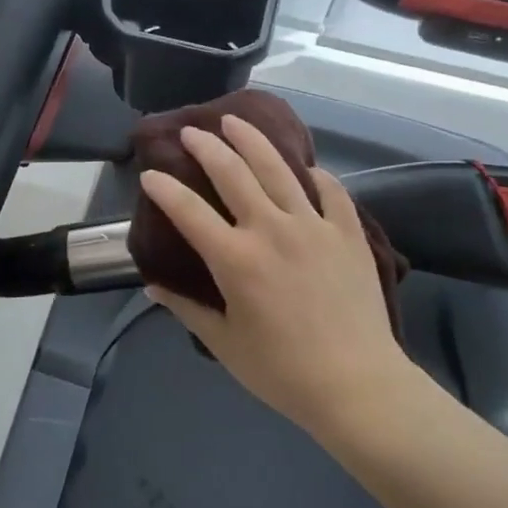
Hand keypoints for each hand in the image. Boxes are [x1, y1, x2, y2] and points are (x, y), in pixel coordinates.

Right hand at [139, 115, 407, 437]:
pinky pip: (330, 190)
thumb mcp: (225, 344)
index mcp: (236, 259)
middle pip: (232, 173)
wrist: (358, 386)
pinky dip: (314, 174)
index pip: (188, 211)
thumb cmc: (283, 371)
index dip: (164, 188)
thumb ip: (187, 309)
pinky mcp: (347, 232)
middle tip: (191, 131)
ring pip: (278, 168)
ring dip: (252, 140)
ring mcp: (313, 226)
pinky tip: (304, 167)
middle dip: (206, 146)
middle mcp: (271, 229)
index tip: (149, 174)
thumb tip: (153, 287)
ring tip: (235, 121)